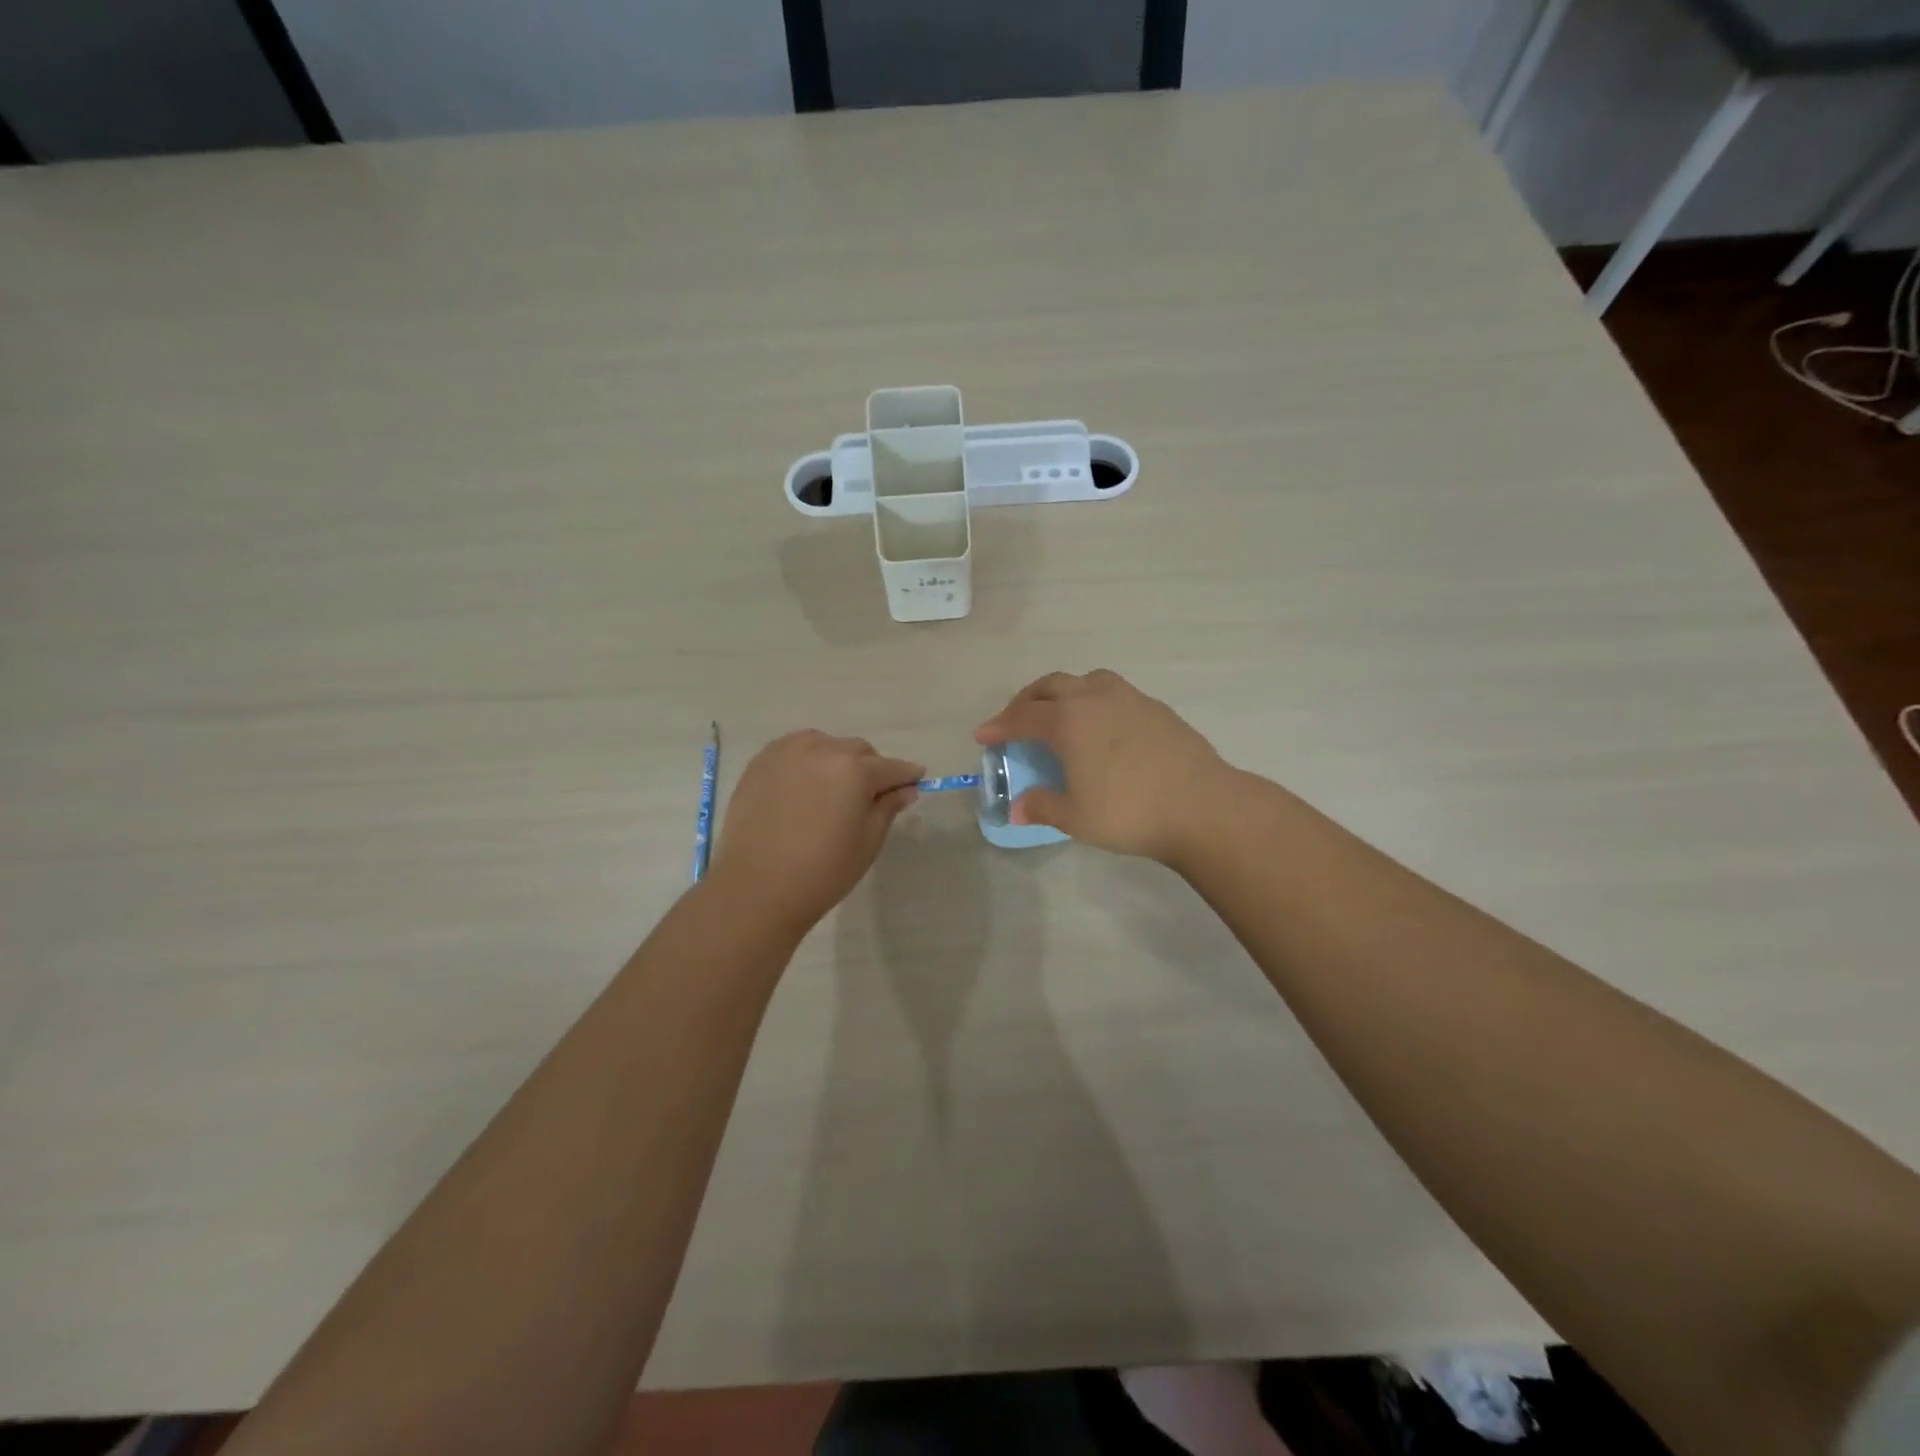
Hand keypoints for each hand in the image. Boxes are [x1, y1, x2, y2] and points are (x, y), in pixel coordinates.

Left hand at [707, 731, 923, 935]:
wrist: (757, 888)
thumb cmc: (823, 871)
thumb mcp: (868, 841)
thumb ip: (888, 807)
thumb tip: (906, 789)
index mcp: (855, 770)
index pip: (892, 767)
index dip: (907, 775)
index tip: (916, 780)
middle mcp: (823, 750)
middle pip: (859, 751)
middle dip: (871, 768)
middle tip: (870, 795)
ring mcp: (788, 753)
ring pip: (826, 744)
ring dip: (837, 759)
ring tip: (834, 789)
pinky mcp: (761, 763)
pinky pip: (794, 749)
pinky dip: (807, 759)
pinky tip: (805, 783)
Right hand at [975, 670, 1228, 864]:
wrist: (1202, 806)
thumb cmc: (1129, 812)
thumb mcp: (1075, 817)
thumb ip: (1042, 807)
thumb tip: (1018, 809)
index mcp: (1069, 720)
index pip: (1023, 716)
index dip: (999, 726)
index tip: (983, 735)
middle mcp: (1096, 698)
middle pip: (1051, 686)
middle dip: (1027, 700)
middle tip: (1016, 720)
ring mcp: (1130, 699)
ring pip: (1087, 681)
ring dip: (1064, 692)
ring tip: (1061, 714)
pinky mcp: (1157, 708)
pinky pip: (1114, 693)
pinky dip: (1095, 702)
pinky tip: (1103, 728)